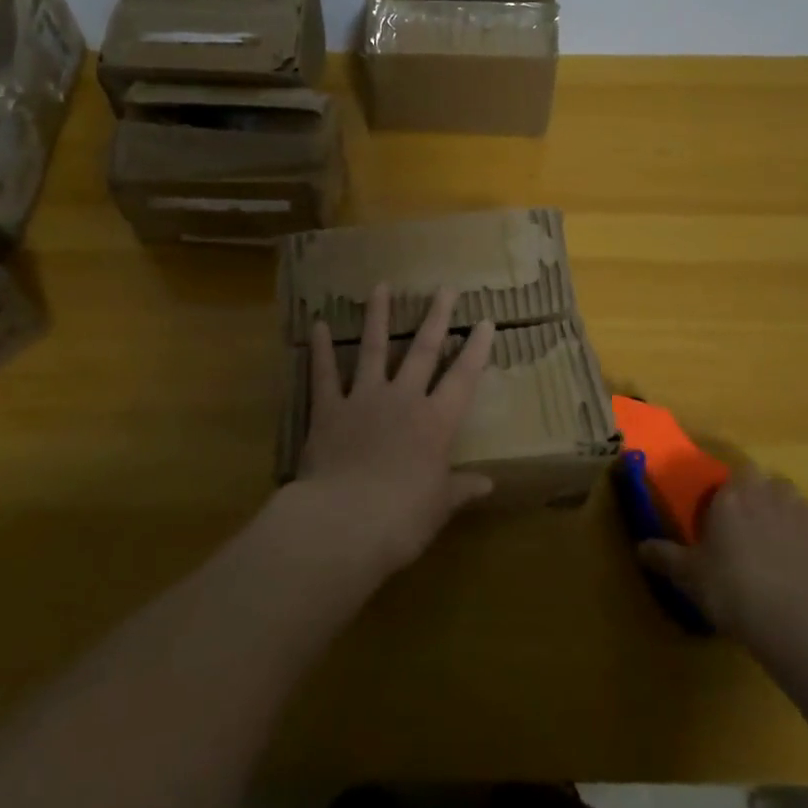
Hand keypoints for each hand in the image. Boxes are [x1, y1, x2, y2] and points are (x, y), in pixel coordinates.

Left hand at [294, 283, 494, 575]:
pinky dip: (321, 349)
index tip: (485, 321)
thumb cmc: (402, 519)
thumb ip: (461, 489)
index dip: (476, 350)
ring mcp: (364, 399)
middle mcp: (403, 400)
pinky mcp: (329, 409)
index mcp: (435, 423)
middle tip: (445, 288)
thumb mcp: (439, 507)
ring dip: (378, 316)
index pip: (463, 379)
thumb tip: (488, 484)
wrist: (345, 521)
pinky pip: (324, 374)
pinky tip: (319, 324)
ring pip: (373, 349)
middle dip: (436, 318)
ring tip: (381, 286)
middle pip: (423, 351)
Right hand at [638, 466, 807, 665]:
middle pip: (767, 482)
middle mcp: (771, 495)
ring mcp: (807, 519)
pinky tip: (798, 577)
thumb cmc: (735, 590)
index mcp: (735, 495)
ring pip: (794, 504)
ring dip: (784, 516)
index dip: (729, 491)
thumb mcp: (690, 577)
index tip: (721, 514)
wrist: (802, 627)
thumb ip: (664, 557)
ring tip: (773, 548)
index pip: (734, 473)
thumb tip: (640, 547)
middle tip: (746, 528)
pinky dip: (807, 548)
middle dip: (758, 497)